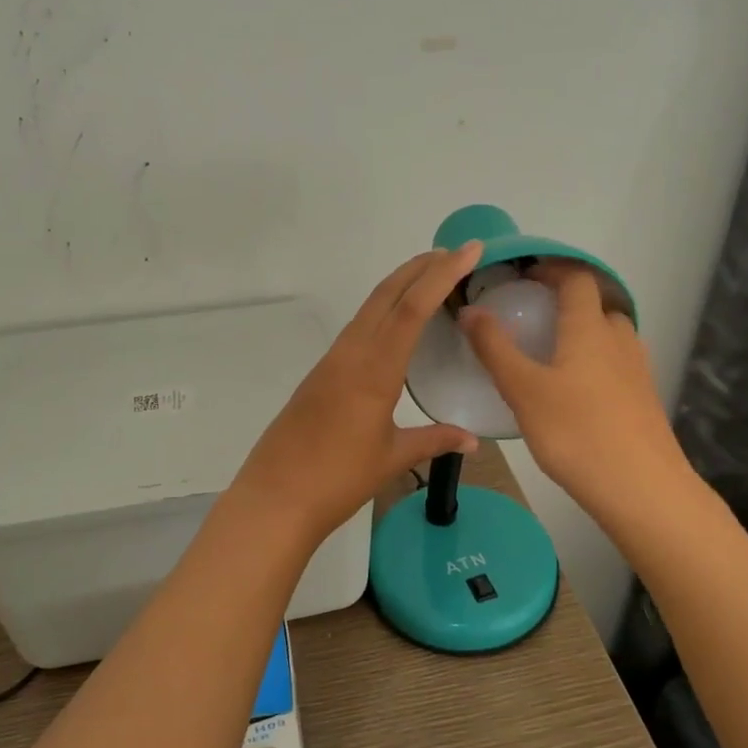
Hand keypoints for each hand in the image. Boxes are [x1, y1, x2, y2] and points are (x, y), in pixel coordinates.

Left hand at [235, 244, 483, 542]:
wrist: (275, 498)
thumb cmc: (338, 479)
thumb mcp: (392, 458)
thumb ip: (434, 441)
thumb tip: (472, 440)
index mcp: (374, 370)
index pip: (412, 308)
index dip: (442, 274)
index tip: (469, 249)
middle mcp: (351, 354)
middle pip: (387, 295)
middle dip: (420, 268)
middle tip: (455, 254)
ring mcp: (331, 362)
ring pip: (369, 309)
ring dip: (400, 286)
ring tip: (431, 279)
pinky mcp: (320, 374)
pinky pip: (357, 329)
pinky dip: (382, 312)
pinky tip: (395, 325)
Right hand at [459, 261, 688, 517]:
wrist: (642, 490)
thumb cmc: (576, 433)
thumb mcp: (523, 390)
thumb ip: (495, 348)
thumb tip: (470, 309)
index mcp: (590, 328)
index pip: (578, 277)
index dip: (553, 268)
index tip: (524, 276)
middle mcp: (620, 340)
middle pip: (597, 305)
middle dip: (567, 302)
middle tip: (532, 318)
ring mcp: (637, 371)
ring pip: (609, 337)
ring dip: (583, 334)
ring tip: (549, 355)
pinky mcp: (643, 400)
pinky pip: (616, 365)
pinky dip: (594, 363)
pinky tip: (573, 394)